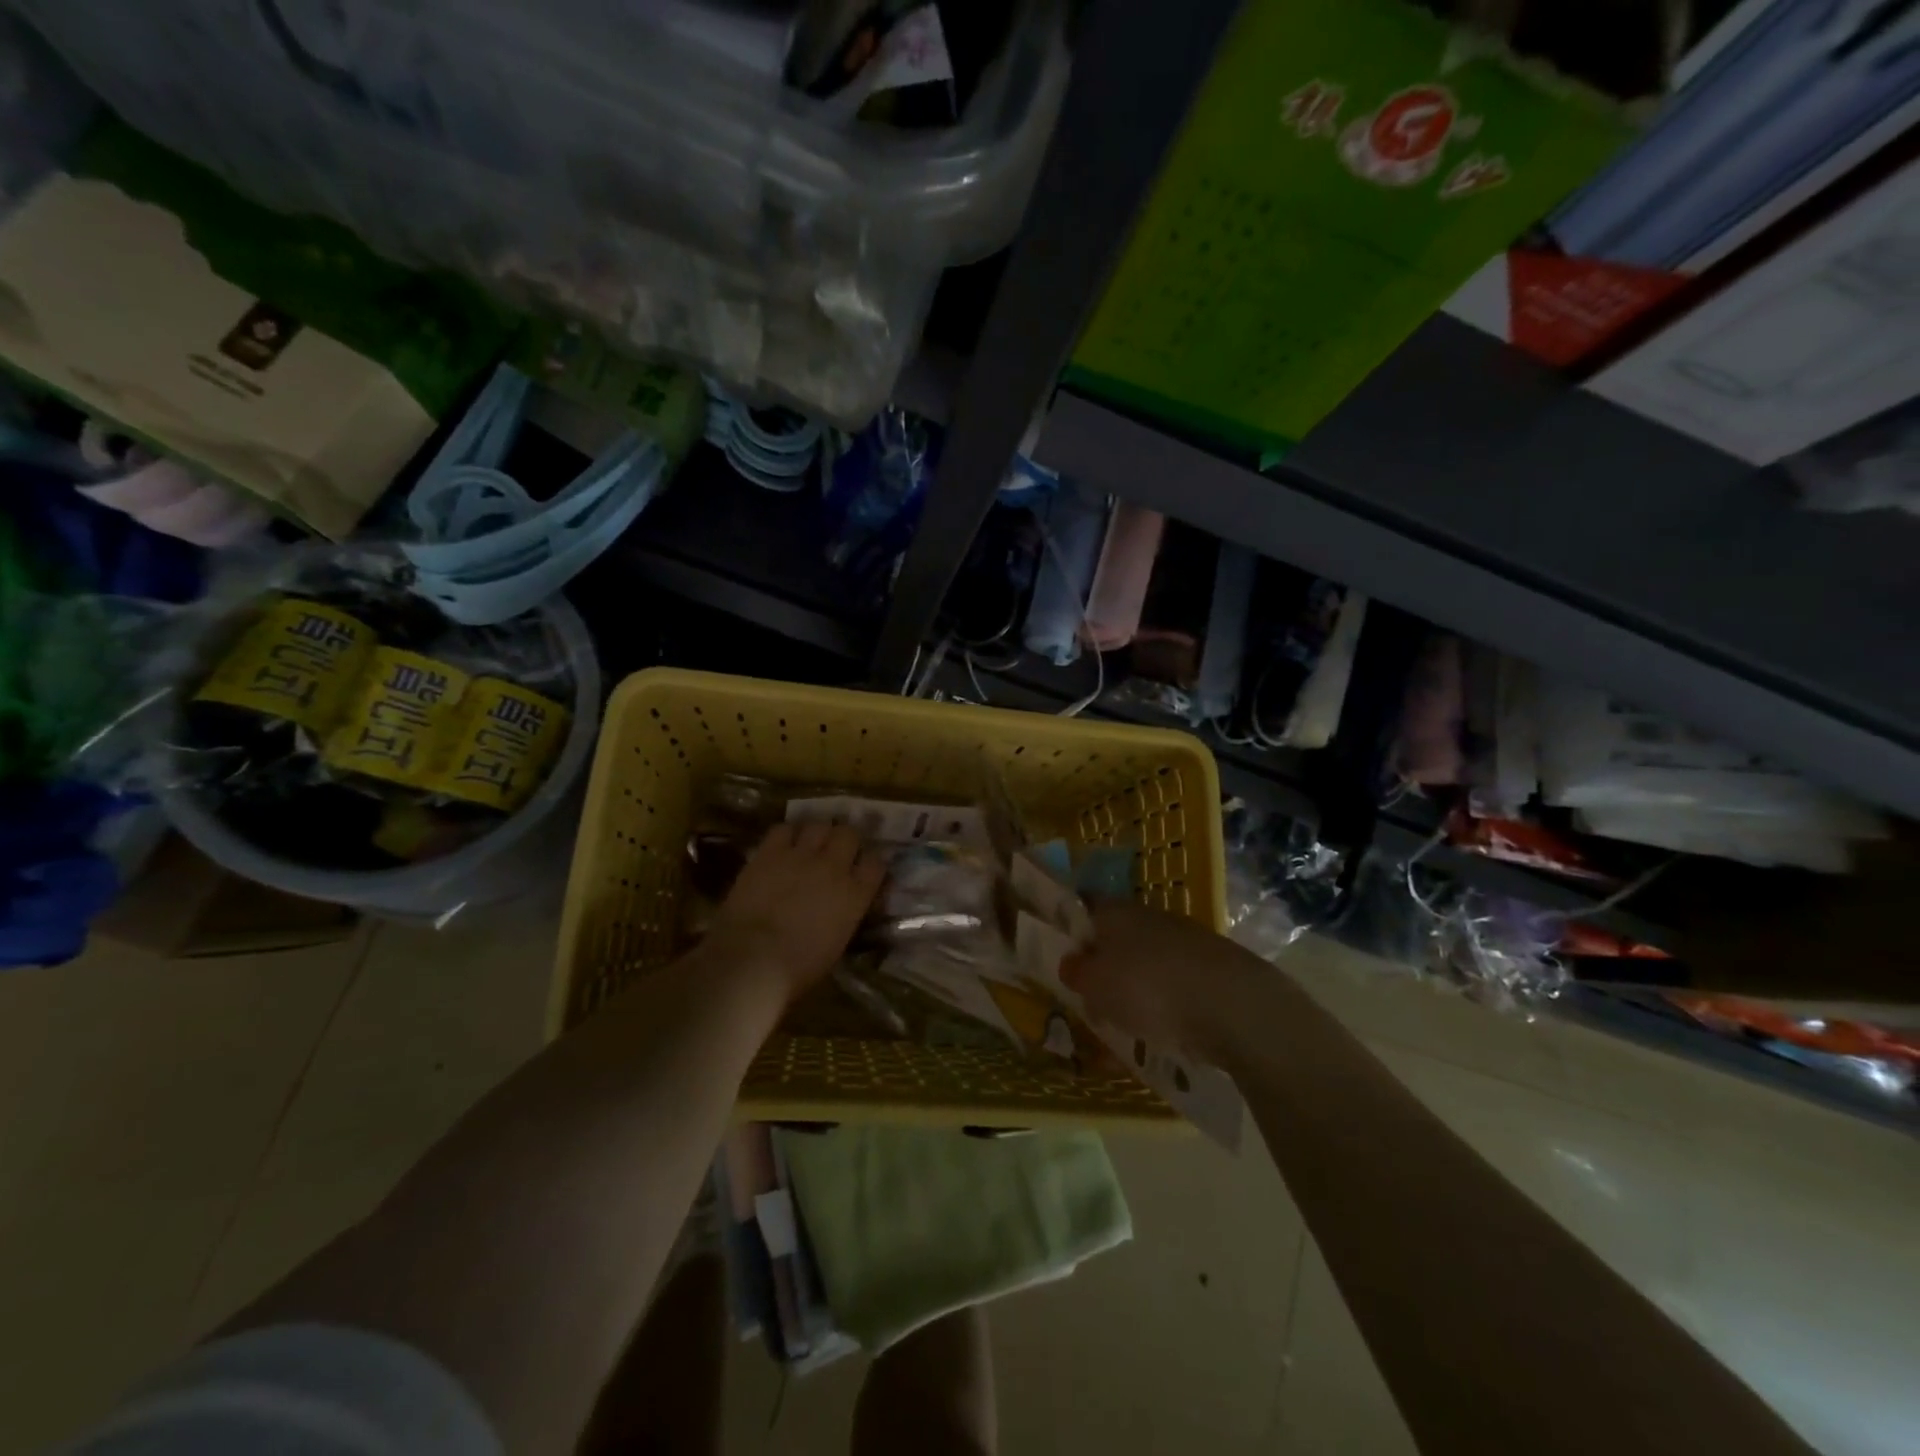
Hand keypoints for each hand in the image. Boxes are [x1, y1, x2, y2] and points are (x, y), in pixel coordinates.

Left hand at [705, 822, 885, 1001]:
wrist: (752, 961)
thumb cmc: (797, 969)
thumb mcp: (837, 944)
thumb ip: (845, 916)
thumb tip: (842, 908)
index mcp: (855, 895)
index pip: (876, 863)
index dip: (869, 864)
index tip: (862, 870)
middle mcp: (834, 867)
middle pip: (849, 834)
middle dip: (845, 840)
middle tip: (836, 851)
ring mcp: (801, 856)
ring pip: (819, 825)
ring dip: (817, 833)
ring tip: (809, 844)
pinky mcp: (769, 853)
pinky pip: (783, 829)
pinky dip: (786, 835)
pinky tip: (782, 846)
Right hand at [1061, 899, 1247, 1059]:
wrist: (1231, 1004)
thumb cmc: (1147, 986)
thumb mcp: (1094, 984)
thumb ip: (1076, 971)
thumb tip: (1071, 962)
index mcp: (1115, 911)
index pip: (1085, 907)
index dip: (1071, 928)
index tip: (1063, 958)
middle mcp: (1149, 915)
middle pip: (1117, 936)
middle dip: (1105, 965)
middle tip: (1093, 1000)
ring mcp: (1184, 938)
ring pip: (1147, 960)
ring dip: (1136, 985)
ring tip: (1128, 1023)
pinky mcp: (1212, 966)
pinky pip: (1176, 981)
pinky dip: (1167, 1001)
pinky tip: (1165, 1029)